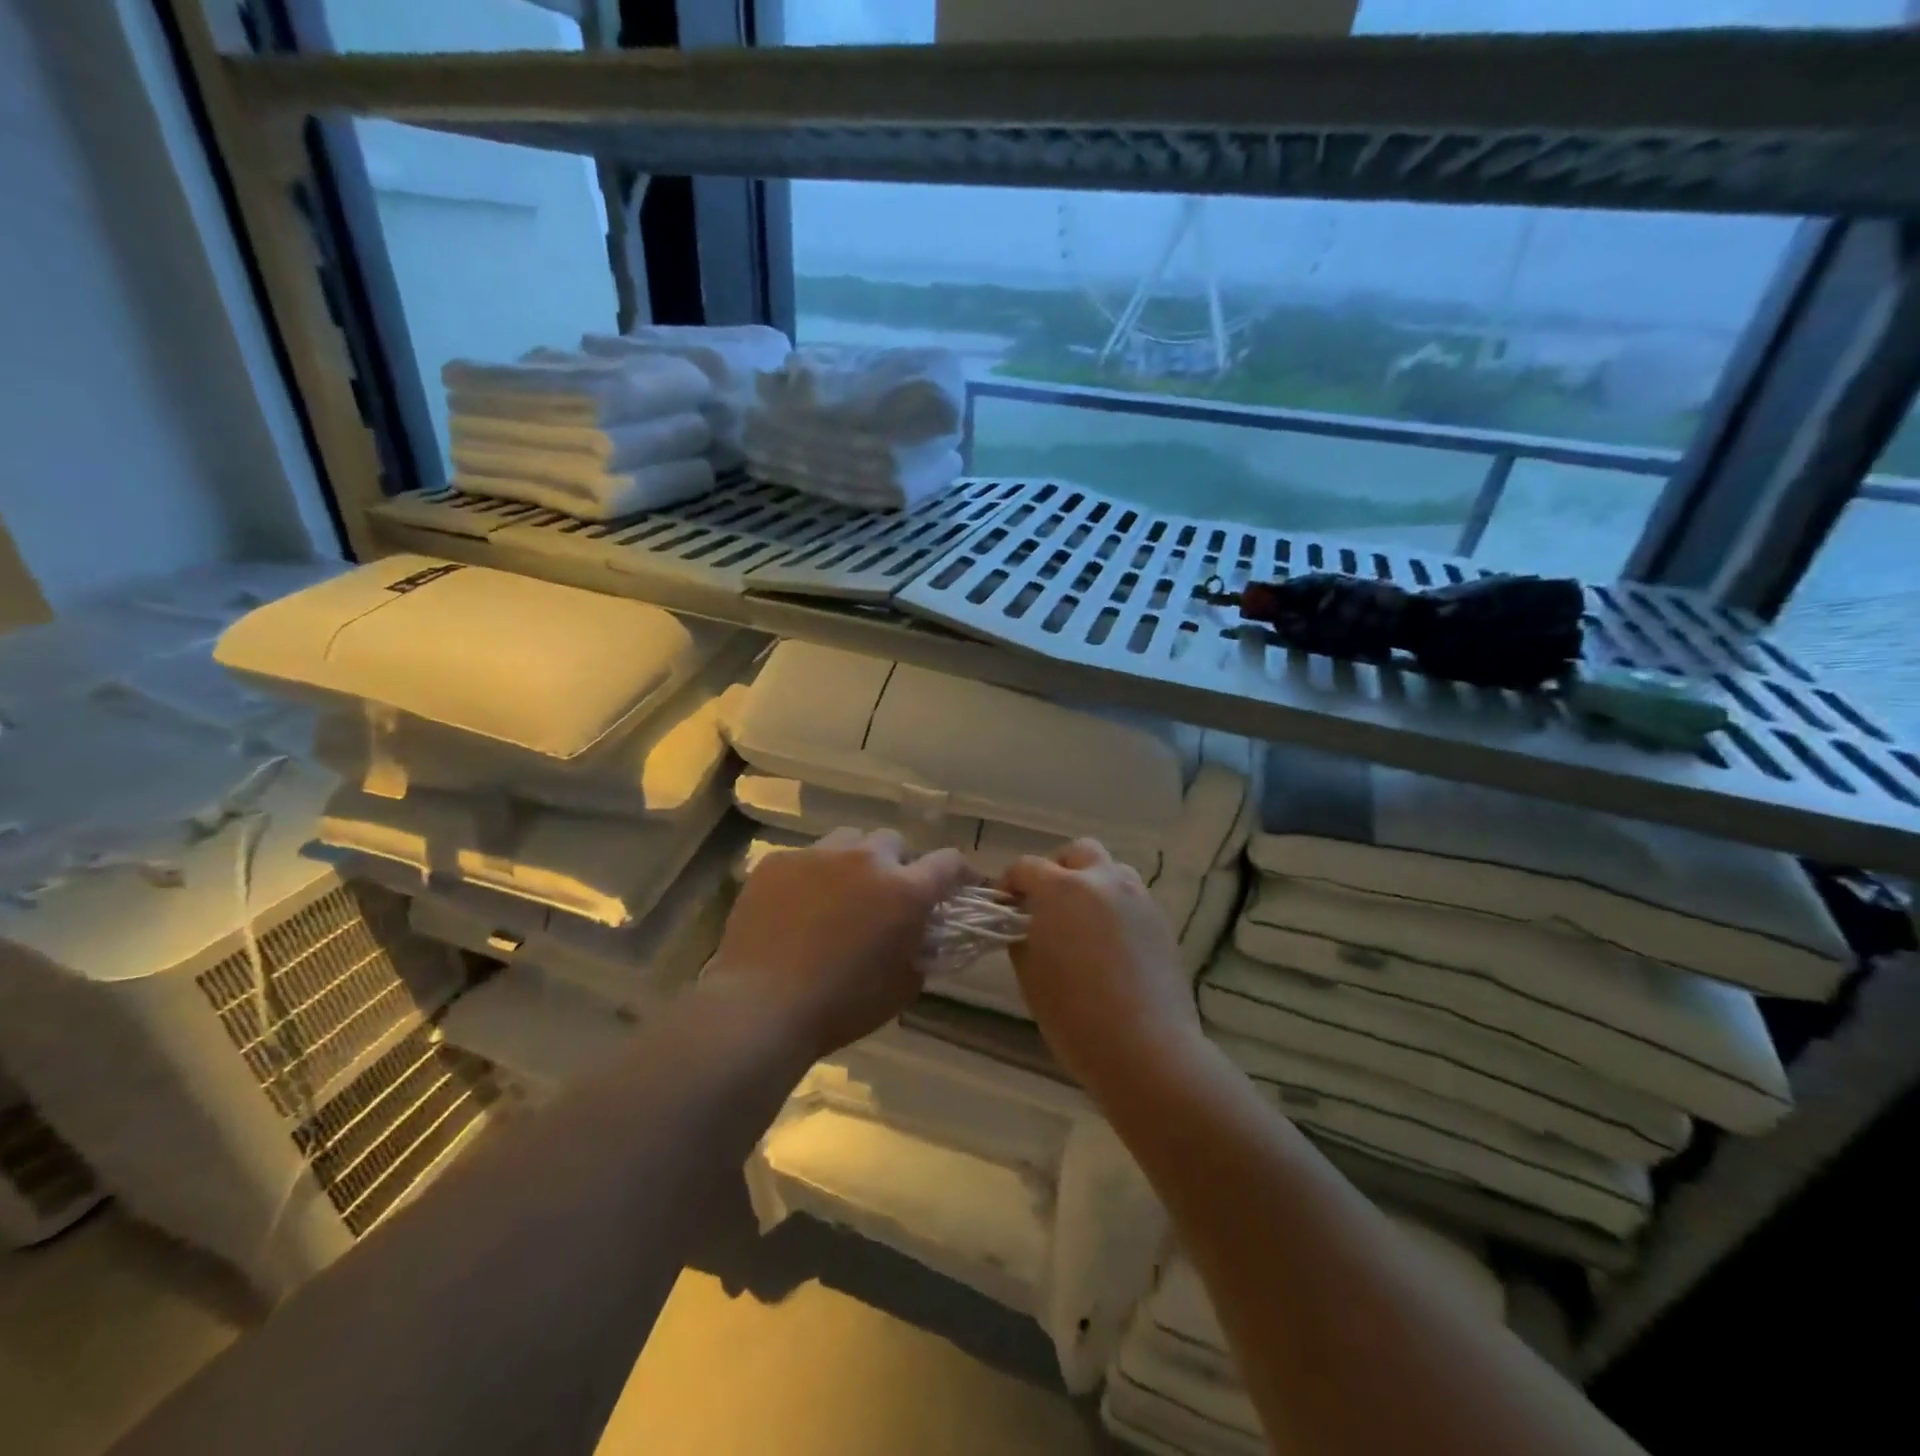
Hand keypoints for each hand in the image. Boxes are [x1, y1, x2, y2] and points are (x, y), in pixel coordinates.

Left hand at [705, 827, 968, 1060]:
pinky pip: (806, 858)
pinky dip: (812, 876)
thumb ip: (921, 947)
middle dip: (898, 864)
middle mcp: (867, 859)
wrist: (761, 1006)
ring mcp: (818, 854)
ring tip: (841, 893)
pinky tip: (797, 907)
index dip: (961, 872)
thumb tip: (922, 931)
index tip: (961, 885)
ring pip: (849, 841)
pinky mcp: (778, 861)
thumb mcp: (903, 986)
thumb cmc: (842, 1006)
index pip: (948, 863)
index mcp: (905, 890)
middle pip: (894, 842)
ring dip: (855, 862)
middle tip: (887, 895)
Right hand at [1002, 839, 1204, 1093]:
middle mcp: (1102, 880)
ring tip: (1082, 923)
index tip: (1006, 905)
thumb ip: (1022, 937)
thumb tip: (1025, 924)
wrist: (1147, 1048)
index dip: (1011, 882)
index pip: (1027, 867)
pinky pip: (1132, 899)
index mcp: (1061, 889)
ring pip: (1111, 871)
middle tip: (1048, 903)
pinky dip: (1115, 908)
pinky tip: (1110, 946)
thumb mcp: (1031, 976)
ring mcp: (1137, 898)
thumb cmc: (1075, 1015)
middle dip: (1058, 868)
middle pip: (1078, 852)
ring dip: (1092, 884)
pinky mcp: (1161, 921)